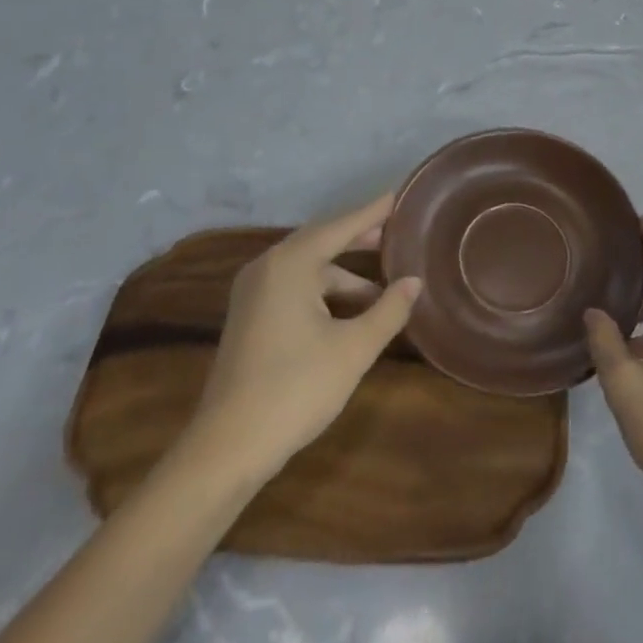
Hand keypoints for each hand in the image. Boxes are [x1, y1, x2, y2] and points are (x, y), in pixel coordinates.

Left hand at [184, 195, 421, 480]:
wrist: (228, 447)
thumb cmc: (296, 388)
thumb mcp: (354, 349)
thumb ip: (388, 310)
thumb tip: (414, 281)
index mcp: (290, 264)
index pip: (340, 226)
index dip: (372, 213)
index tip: (398, 196)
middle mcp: (267, 267)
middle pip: (321, 241)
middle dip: (358, 239)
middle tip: (395, 235)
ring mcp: (253, 292)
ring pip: (308, 269)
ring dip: (344, 276)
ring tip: (382, 292)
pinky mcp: (249, 316)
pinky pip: (294, 287)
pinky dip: (324, 293)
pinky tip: (349, 314)